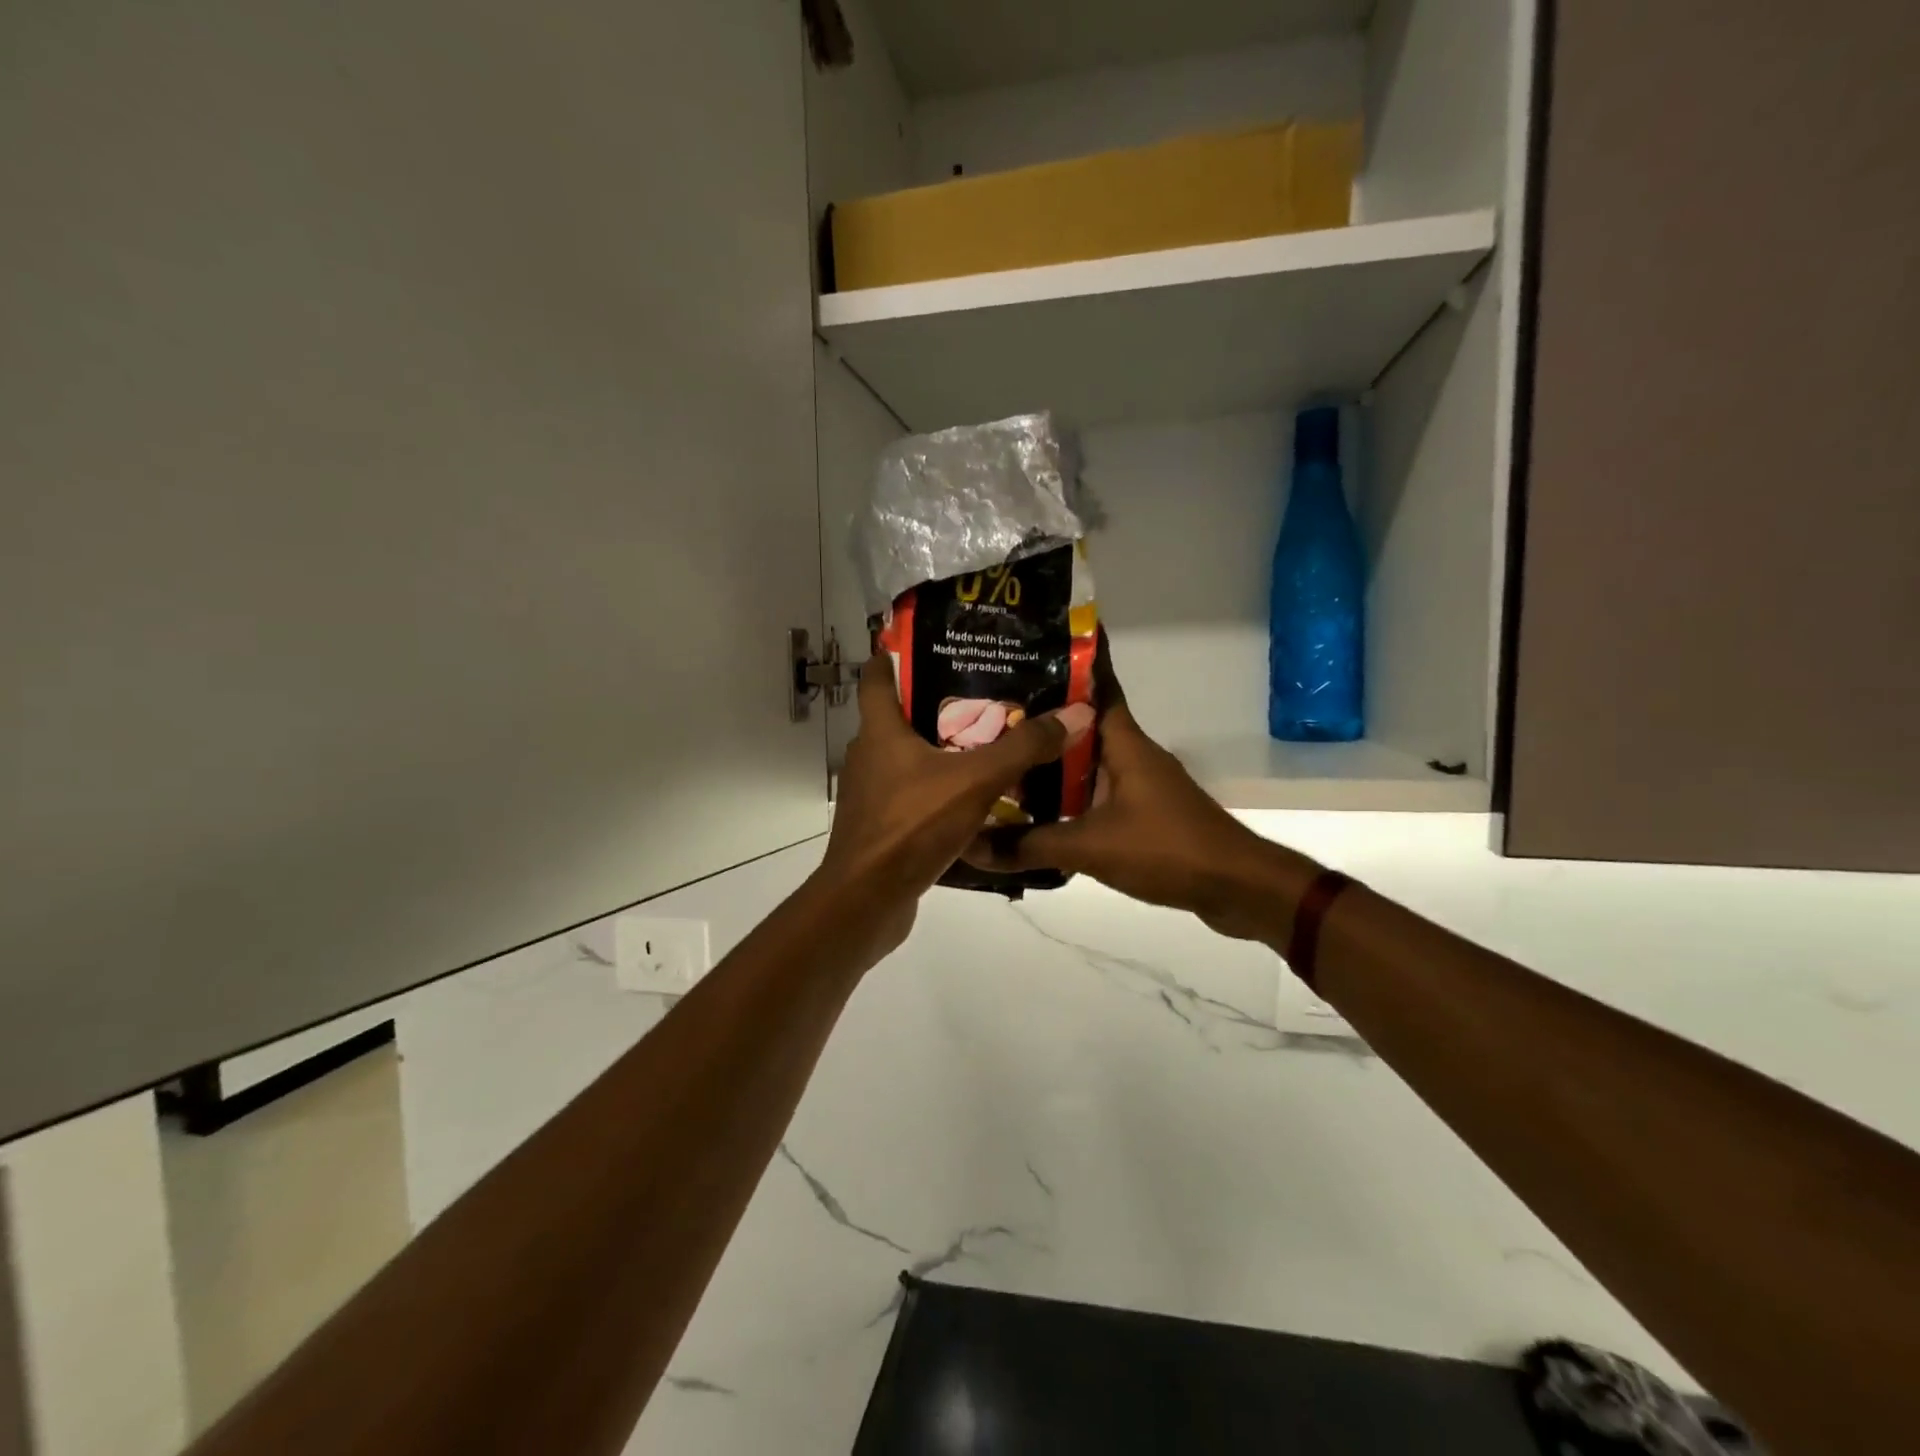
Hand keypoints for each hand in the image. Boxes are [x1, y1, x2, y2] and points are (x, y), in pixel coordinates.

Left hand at [814, 650, 1095, 953]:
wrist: (867, 902)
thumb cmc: (911, 827)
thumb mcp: (974, 781)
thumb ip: (1022, 748)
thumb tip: (1075, 713)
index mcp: (880, 732)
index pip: (877, 676)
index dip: (897, 654)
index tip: (933, 642)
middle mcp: (870, 757)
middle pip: (902, 716)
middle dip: (942, 703)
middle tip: (990, 693)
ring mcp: (874, 795)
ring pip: (912, 759)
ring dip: (946, 751)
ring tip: (993, 743)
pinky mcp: (883, 827)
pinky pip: (917, 796)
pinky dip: (943, 791)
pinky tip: (979, 799)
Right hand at [967, 659, 1317, 943]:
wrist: (1235, 886)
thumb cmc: (1167, 848)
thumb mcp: (1091, 847)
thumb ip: (1029, 845)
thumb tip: (972, 846)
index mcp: (1124, 741)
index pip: (1097, 683)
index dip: (1069, 659)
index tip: (1029, 642)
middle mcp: (1131, 752)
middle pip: (1079, 723)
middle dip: (1039, 715)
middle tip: (986, 709)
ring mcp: (1138, 782)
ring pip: (1085, 759)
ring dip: (1050, 758)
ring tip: (1000, 756)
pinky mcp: (1141, 812)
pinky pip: (1094, 791)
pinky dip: (1066, 793)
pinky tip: (1034, 807)